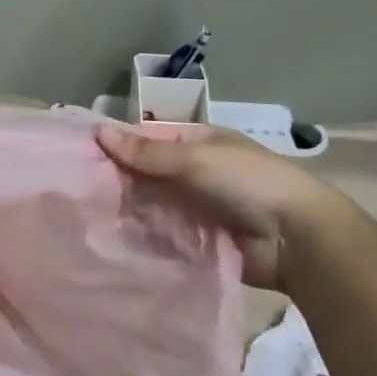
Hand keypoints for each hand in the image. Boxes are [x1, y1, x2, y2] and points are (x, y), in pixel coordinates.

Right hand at [96, 123, 354, 291]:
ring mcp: (199, 208)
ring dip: (131, 211)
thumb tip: (99, 133)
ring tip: (89, 220)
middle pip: (148, 174)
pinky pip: (166, 236)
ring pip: (154, 206)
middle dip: (120, 181)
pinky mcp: (201, 242)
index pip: (148, 140)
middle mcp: (196, 172)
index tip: (82, 157)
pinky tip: (116, 242)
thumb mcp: (194, 159)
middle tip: (78, 194)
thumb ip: (147, 153)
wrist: (298, 239)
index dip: (118, 145)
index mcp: (198, 143)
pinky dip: (147, 238)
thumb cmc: (247, 182)